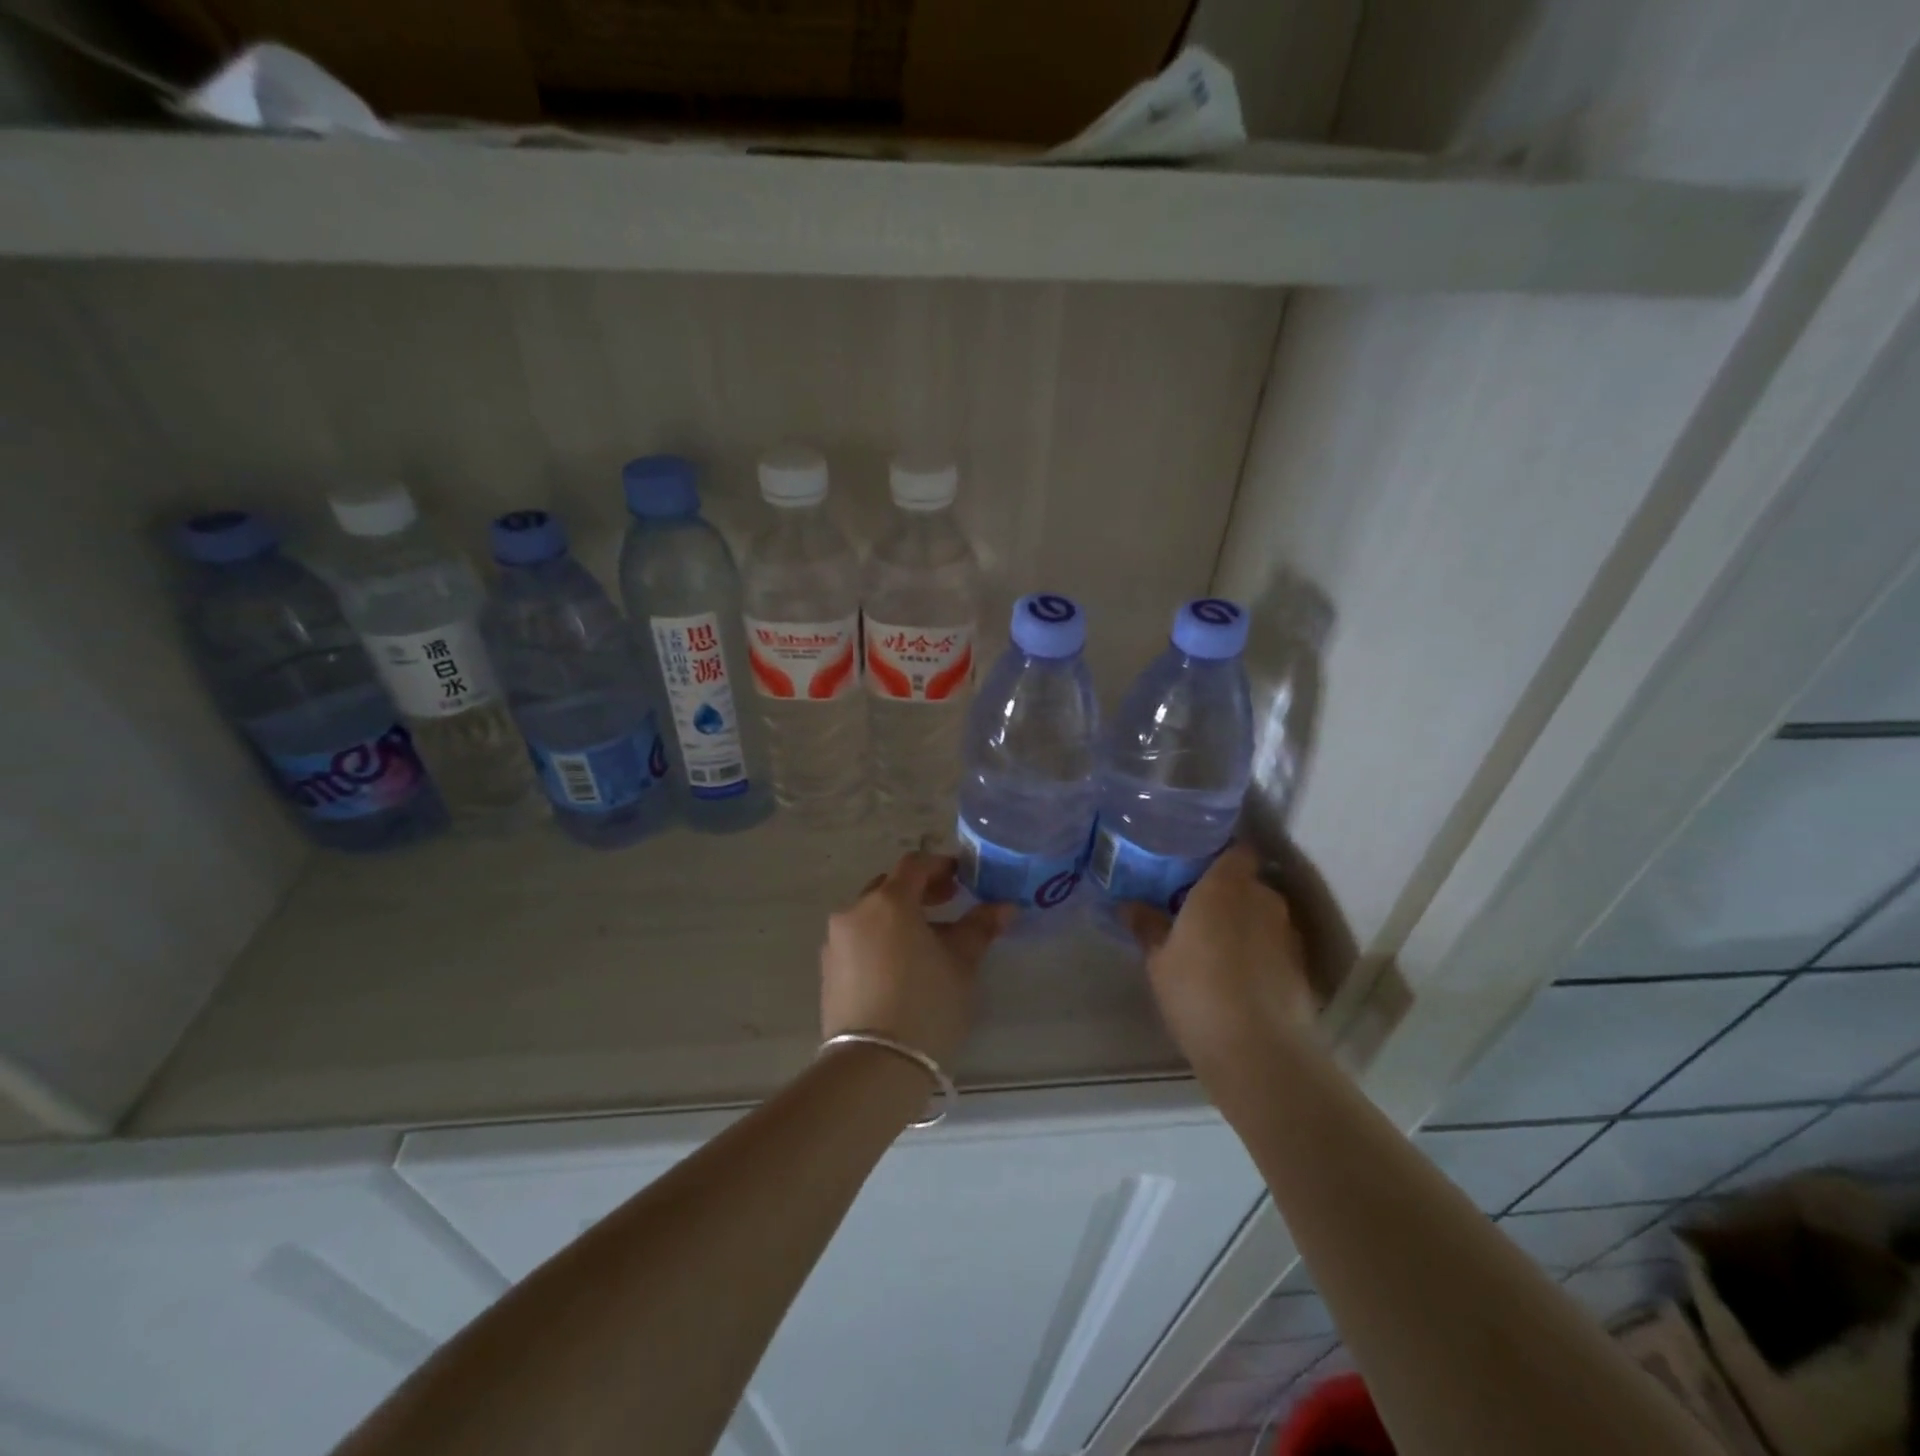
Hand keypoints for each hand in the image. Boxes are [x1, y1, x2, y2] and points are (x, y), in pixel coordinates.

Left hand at [820, 852, 1015, 1067]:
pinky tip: (902, 965)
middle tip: (949, 903)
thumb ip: (979, 928)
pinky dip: (881, 938)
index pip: (914, 865)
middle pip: (888, 886)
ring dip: (899, 916)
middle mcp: (855, 912)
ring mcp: (836, 942)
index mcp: (888, 901)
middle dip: (919, 890)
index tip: (963, 878)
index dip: (940, 866)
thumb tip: (1004, 907)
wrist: (873, 1067)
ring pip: (871, 914)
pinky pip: (858, 939)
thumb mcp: (961, 964)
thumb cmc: (926, 1005)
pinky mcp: (828, 970)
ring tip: (928, 940)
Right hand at [1120, 843, 1315, 1083]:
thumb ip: (1147, 925)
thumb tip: (1128, 904)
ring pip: (1264, 916)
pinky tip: (1239, 977)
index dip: (1220, 856)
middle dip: (1228, 893)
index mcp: (1226, 885)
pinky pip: (1275, 947)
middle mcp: (1264, 899)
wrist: (1257, 1050)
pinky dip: (1260, 954)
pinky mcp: (1302, 968)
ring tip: (1217, 946)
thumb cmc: (1197, 990)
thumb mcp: (1158, 958)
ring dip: (1245, 924)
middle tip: (1197, 910)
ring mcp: (1288, 934)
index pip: (1236, 850)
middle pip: (1249, 883)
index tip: (1195, 868)